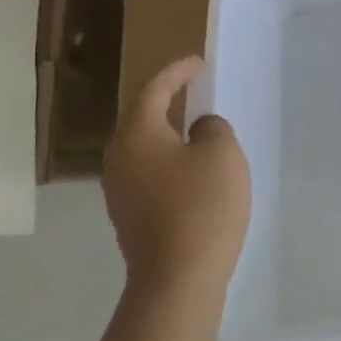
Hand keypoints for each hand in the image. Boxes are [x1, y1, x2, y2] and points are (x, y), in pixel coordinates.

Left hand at [102, 56, 249, 300]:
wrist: (177, 278)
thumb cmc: (201, 206)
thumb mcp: (221, 155)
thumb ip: (212, 129)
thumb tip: (199, 130)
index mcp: (136, 135)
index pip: (153, 90)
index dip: (177, 72)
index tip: (198, 62)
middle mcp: (118, 158)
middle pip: (142, 118)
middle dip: (168, 101)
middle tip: (195, 91)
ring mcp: (119, 191)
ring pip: (145, 148)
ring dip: (169, 134)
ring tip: (198, 130)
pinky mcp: (130, 216)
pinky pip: (150, 173)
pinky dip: (170, 162)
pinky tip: (193, 172)